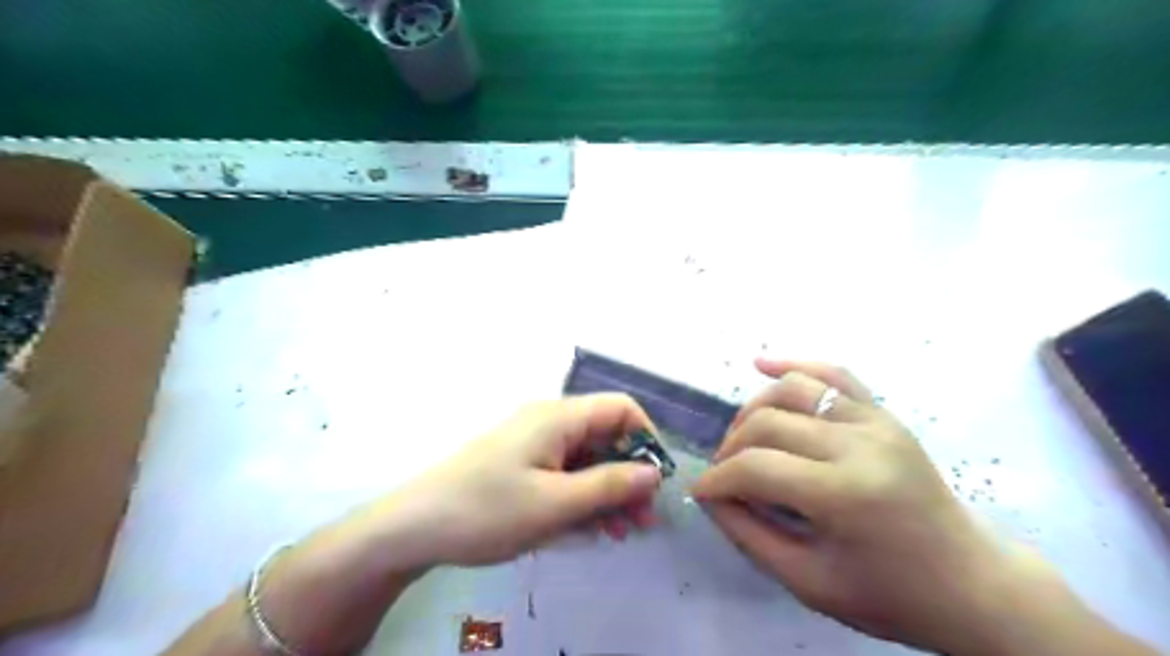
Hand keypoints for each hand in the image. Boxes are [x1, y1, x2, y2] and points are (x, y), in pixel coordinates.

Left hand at [383, 392, 662, 566]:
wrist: (414, 527)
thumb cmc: (487, 510)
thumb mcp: (555, 503)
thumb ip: (610, 485)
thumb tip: (654, 472)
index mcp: (559, 417)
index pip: (621, 408)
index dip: (645, 438)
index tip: (655, 481)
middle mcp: (550, 422)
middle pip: (606, 437)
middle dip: (629, 475)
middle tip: (642, 520)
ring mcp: (535, 444)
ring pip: (587, 460)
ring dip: (608, 492)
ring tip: (619, 533)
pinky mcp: (523, 465)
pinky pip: (565, 474)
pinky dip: (582, 498)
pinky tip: (589, 530)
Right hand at [692, 360, 1026, 651]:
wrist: (970, 581)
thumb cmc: (889, 594)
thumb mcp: (808, 582)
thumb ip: (748, 534)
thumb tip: (709, 495)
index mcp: (845, 494)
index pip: (757, 468)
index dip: (718, 479)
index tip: (701, 492)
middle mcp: (859, 444)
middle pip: (767, 423)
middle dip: (730, 447)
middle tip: (724, 475)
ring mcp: (875, 421)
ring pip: (792, 391)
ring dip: (752, 410)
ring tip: (741, 436)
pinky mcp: (883, 413)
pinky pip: (833, 376)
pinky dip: (794, 365)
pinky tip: (761, 364)